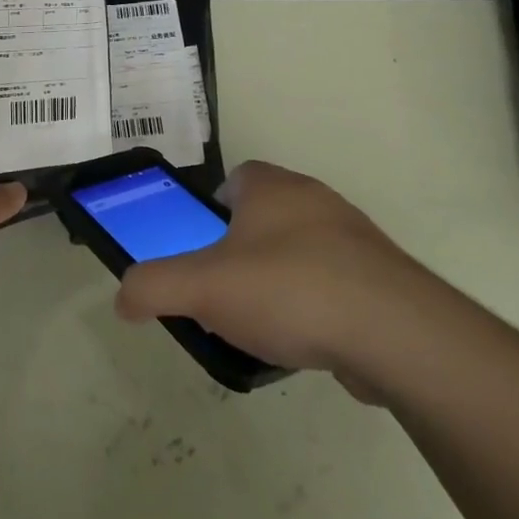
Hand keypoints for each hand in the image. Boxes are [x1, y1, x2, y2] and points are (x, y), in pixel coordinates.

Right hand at [114, 160, 419, 381]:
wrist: (394, 333)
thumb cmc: (289, 290)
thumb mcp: (202, 288)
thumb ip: (153, 287)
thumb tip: (123, 297)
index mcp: (273, 188)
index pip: (237, 177)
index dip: (213, 207)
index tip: (202, 246)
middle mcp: (316, 201)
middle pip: (267, 215)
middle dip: (242, 248)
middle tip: (223, 290)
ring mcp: (355, 239)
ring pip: (302, 250)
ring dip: (280, 279)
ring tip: (261, 324)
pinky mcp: (382, 279)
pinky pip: (335, 284)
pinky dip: (315, 306)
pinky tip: (305, 341)